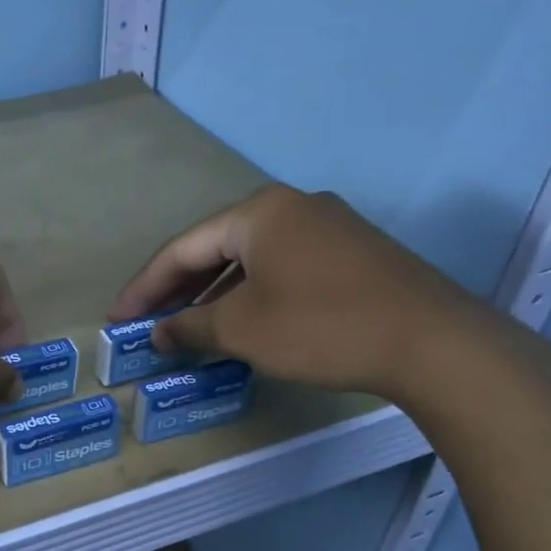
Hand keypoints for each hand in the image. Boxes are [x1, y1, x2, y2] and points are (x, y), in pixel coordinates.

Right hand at [110, 184, 504, 400]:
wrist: (433, 343)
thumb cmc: (321, 326)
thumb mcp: (242, 329)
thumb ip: (189, 326)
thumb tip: (157, 333)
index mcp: (258, 212)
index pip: (182, 248)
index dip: (144, 287)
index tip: (117, 320)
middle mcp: (292, 208)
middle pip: (216, 248)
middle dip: (178, 289)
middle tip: (148, 324)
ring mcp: (328, 228)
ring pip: (251, 260)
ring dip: (215, 295)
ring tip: (188, 329)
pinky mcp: (353, 254)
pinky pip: (283, 269)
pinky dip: (252, 295)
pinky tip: (243, 324)